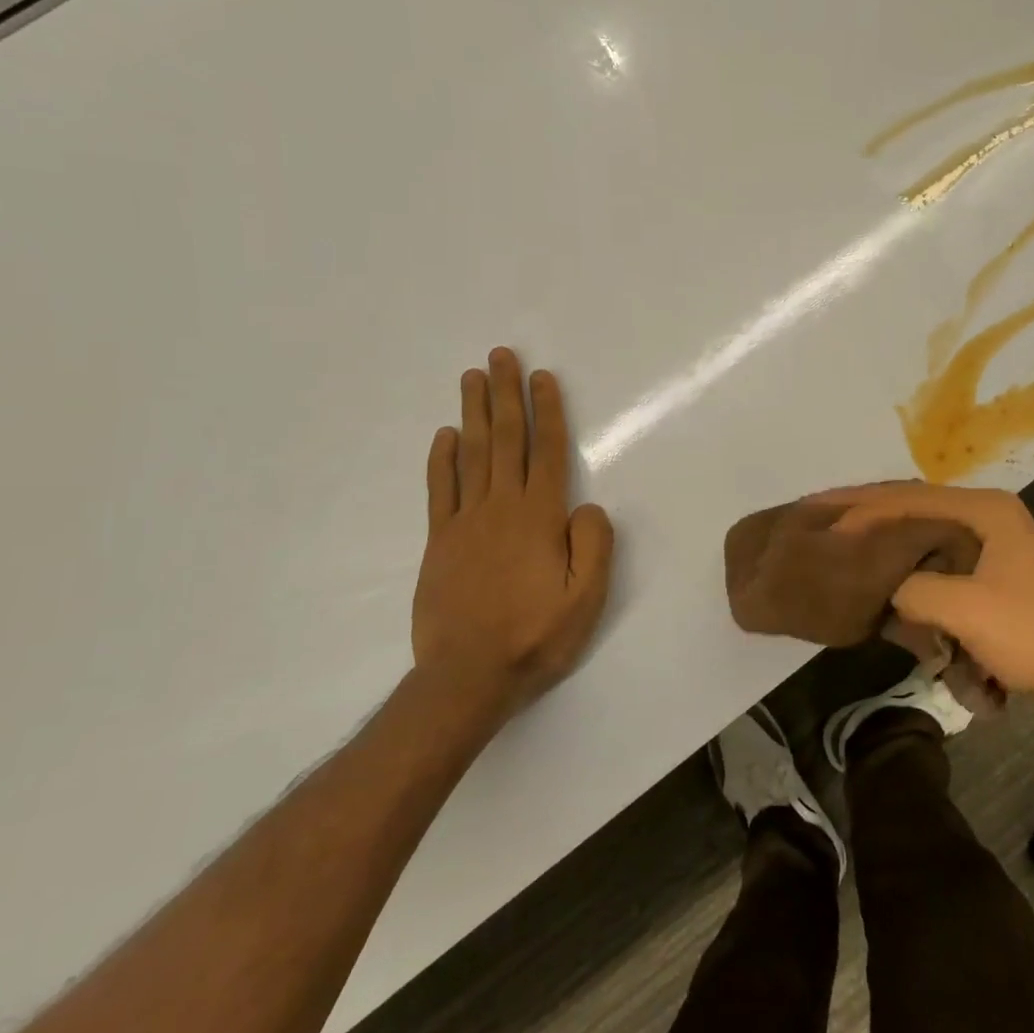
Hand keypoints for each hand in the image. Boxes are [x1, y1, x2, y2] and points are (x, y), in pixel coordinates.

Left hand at [413, 348, 614, 717]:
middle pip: (505, 439)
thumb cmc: (536, 636)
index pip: (546, 451)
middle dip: (505, 394)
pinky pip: (440, 489)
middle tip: (500, 356)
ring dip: (473, 413)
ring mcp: (465, 522)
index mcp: (539, 517)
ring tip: (472, 377)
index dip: (547, 411)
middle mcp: (501, 507)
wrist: (467, 676)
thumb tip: (587, 506)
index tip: (542, 377)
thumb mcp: (587, 598)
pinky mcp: (440, 541)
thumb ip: (594, 545)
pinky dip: (441, 459)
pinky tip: (444, 435)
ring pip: (471, 454)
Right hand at [818, 482, 1033, 693]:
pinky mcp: (989, 565)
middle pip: (915, 503)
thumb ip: (912, 589)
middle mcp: (987, 512)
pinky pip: (936, 551)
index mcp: (985, 509)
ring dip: (887, 531)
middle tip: (823, 511)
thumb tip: (888, 590)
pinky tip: (880, 563)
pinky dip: (907, 556)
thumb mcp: (963, 609)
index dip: (865, 507)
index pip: (910, 498)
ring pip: (923, 526)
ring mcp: (990, 538)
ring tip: (844, 530)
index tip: (825, 518)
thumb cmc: (1029, 631)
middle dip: (870, 508)